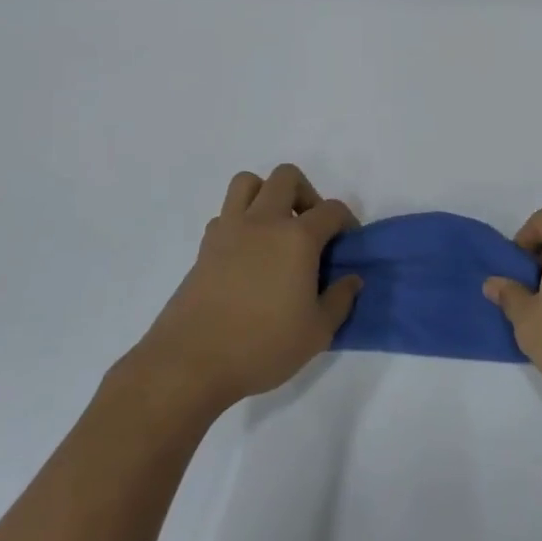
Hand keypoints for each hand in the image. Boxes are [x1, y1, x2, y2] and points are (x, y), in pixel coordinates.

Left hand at [121, 164, 360, 415]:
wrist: (190, 363)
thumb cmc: (263, 346)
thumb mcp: (317, 332)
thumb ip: (340, 300)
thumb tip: (351, 279)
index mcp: (297, 238)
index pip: (331, 209)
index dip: (346, 221)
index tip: (347, 244)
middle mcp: (263, 222)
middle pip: (286, 177)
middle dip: (306, 194)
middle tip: (311, 228)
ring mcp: (228, 231)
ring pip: (248, 182)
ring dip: (267, 195)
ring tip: (276, 230)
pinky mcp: (204, 247)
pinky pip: (225, 214)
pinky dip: (240, 221)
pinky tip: (248, 255)